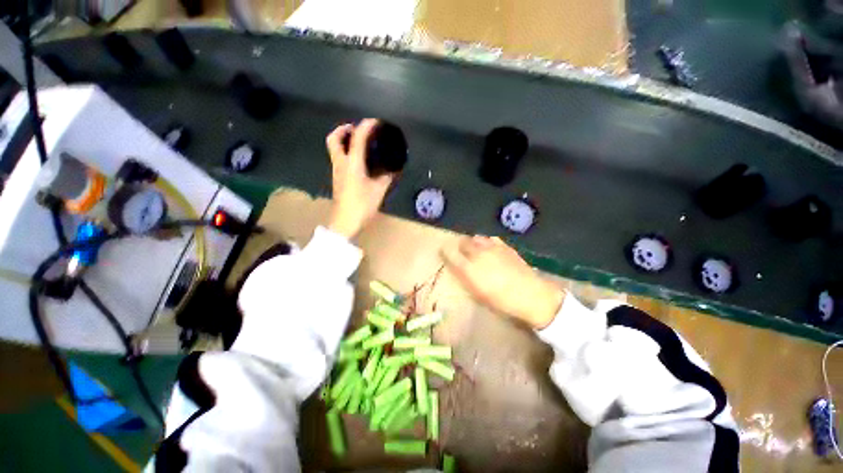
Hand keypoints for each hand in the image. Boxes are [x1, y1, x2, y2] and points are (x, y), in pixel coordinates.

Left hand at [325, 119, 393, 238]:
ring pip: (334, 149)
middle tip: (357, 129)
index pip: (357, 138)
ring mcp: (337, 171)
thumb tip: (394, 170)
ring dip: (344, 140)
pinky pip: (339, 158)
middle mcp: (341, 164)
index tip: (375, 122)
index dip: (366, 126)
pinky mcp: (337, 179)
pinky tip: (358, 159)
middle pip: (334, 139)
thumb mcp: (379, 190)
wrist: (345, 222)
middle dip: (344, 129)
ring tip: (359, 142)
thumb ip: (387, 178)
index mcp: (352, 164)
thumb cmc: (362, 205)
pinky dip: (346, 152)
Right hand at [441, 236, 564, 328]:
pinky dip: (487, 241)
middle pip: (463, 242)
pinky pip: (490, 238)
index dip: (445, 251)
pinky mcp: (504, 246)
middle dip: (460, 246)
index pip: (450, 254)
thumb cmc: (501, 301)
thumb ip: (467, 278)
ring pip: (476, 238)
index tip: (443, 251)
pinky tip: (490, 247)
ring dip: (473, 242)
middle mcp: (477, 254)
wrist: (530, 294)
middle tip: (461, 252)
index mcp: (468, 269)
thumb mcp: (478, 294)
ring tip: (476, 249)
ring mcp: (492, 248)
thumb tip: (460, 269)